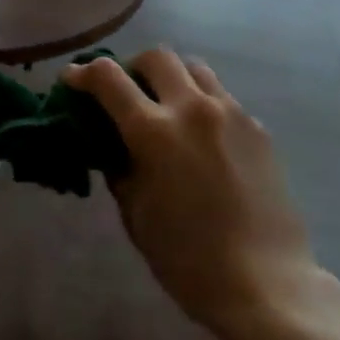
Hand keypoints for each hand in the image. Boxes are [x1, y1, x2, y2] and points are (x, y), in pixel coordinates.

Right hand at [65, 49, 318, 336]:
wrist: (266, 282)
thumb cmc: (187, 258)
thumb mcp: (136, 214)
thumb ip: (119, 168)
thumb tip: (112, 144)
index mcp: (154, 131)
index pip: (108, 77)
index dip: (84, 73)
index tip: (73, 80)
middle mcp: (192, 108)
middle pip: (157, 56)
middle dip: (132, 67)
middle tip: (126, 94)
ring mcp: (231, 113)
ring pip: (194, 69)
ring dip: (172, 78)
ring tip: (167, 108)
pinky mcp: (257, 127)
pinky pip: (222, 97)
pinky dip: (202, 104)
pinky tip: (203, 139)